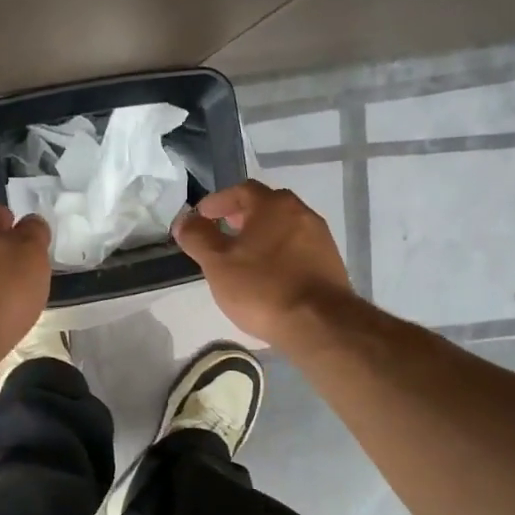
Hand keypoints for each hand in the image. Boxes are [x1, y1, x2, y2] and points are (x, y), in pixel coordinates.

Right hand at [172, 179, 354, 344]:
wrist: (319, 324)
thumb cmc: (262, 288)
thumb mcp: (218, 263)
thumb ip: (198, 238)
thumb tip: (184, 220)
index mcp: (274, 205)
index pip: (242, 190)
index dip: (218, 201)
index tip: (201, 216)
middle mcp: (302, 213)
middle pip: (266, 206)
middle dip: (241, 216)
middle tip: (222, 231)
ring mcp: (320, 238)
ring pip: (284, 228)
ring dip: (261, 235)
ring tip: (243, 256)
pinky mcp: (330, 263)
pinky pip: (297, 248)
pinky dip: (278, 253)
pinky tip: (268, 274)